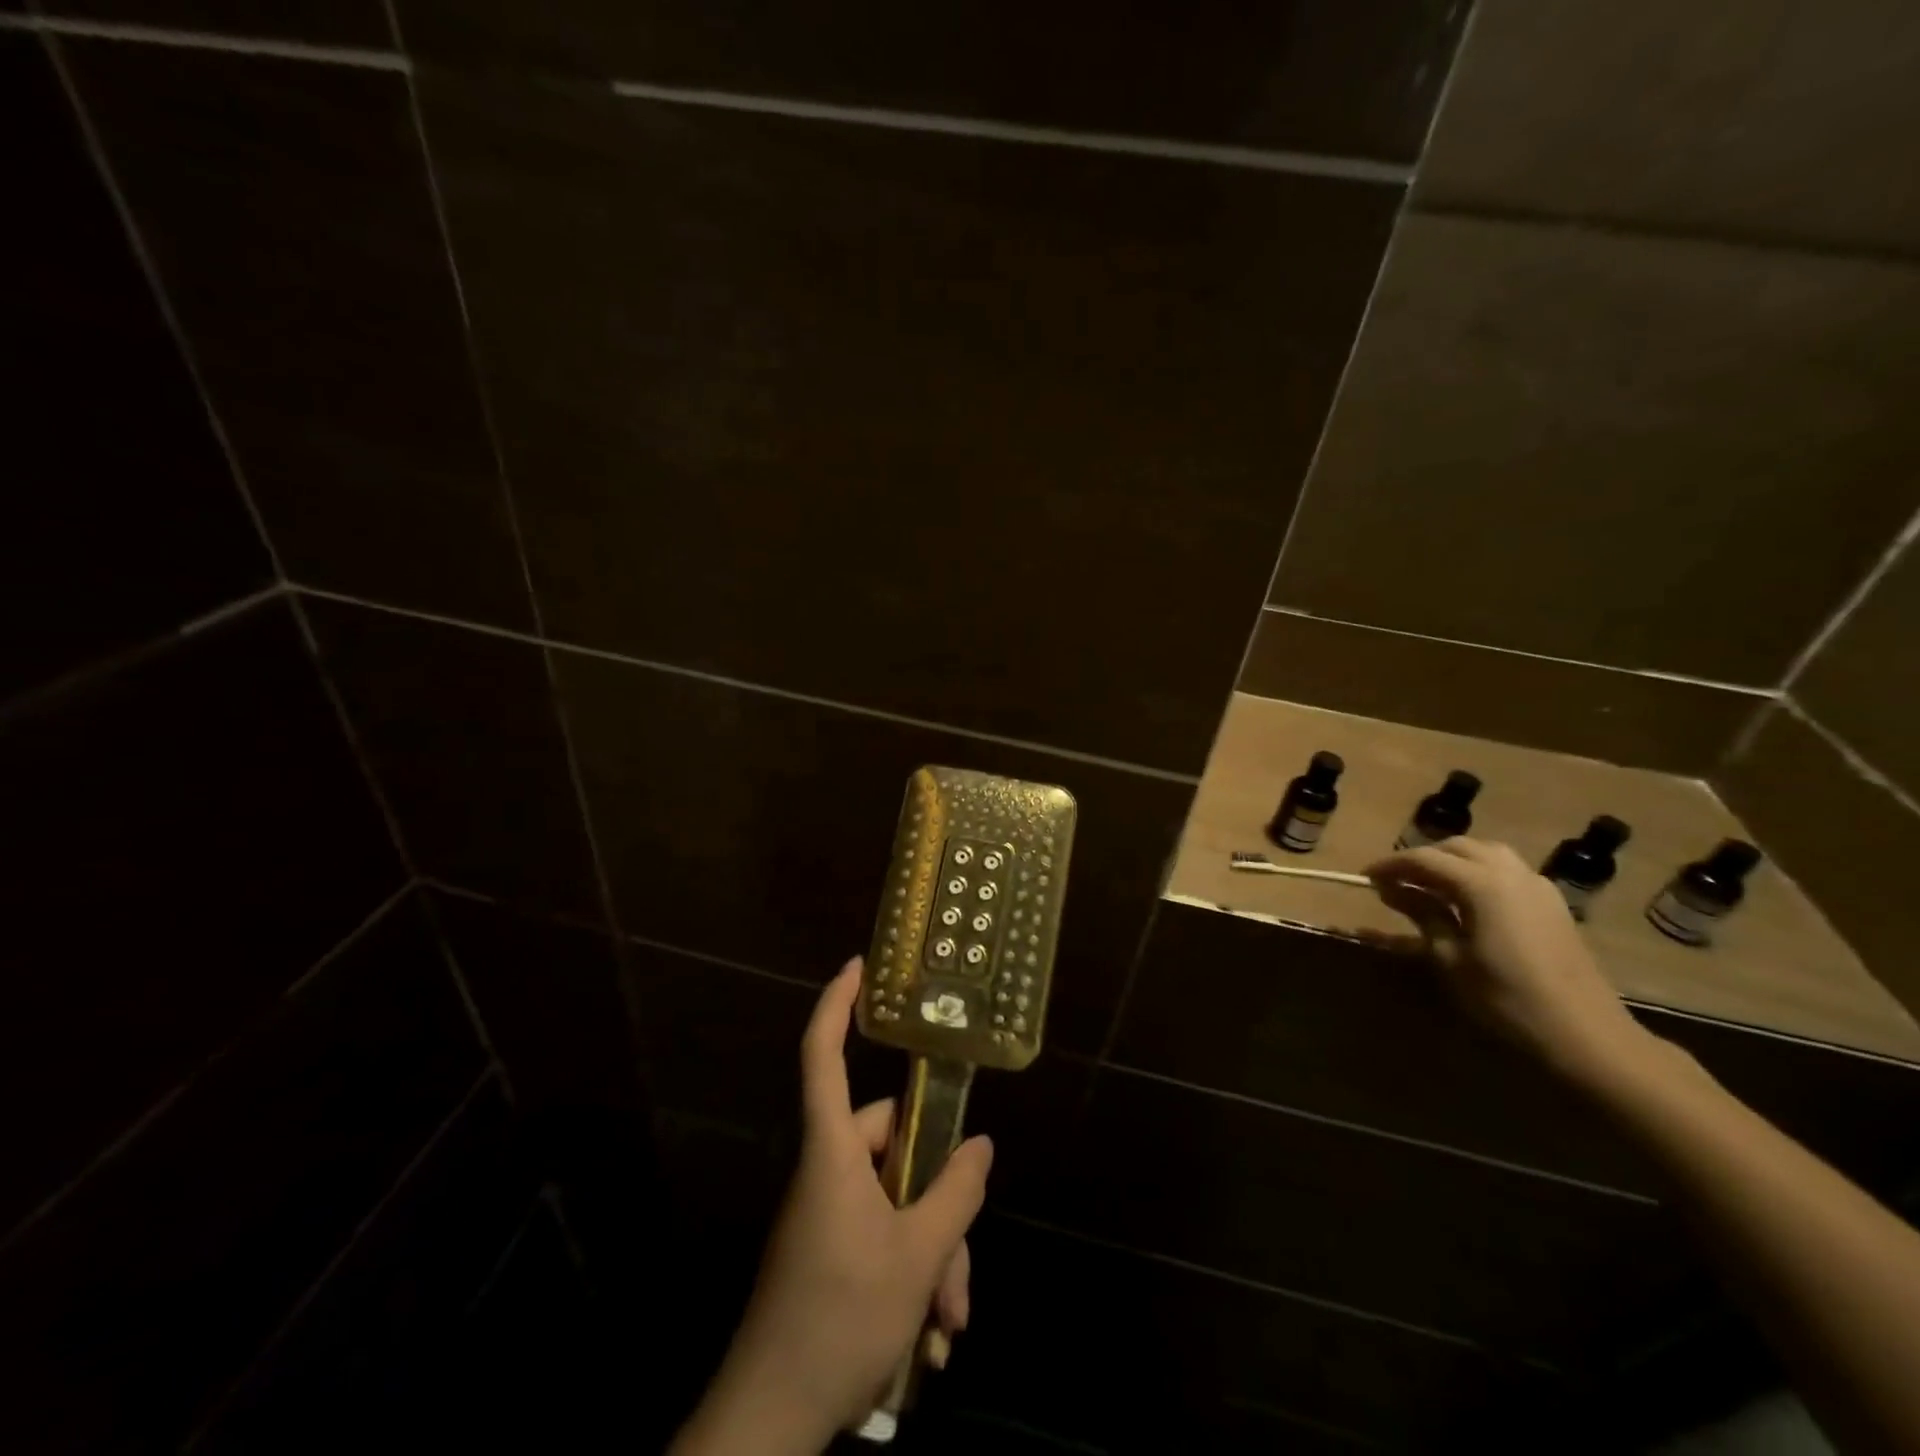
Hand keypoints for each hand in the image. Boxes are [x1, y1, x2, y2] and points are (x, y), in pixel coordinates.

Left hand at [671, 960, 992, 1455]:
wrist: (768, 1426)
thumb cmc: (839, 1319)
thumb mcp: (916, 1257)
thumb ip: (955, 1193)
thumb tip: (980, 1143)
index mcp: (833, 1151)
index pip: (823, 1056)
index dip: (836, 1005)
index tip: (857, 966)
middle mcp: (829, 1170)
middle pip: (893, 1147)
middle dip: (938, 1202)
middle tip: (957, 1270)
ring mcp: (828, 1214)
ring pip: (897, 1201)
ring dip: (932, 1253)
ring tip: (948, 1320)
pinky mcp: (831, 1251)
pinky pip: (883, 1236)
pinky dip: (913, 1274)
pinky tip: (930, 1336)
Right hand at [1365, 838, 1655, 1087]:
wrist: (1585, 1034)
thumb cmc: (1505, 998)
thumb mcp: (1450, 958)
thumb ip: (1421, 914)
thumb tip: (1390, 889)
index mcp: (1481, 883)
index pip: (1424, 859)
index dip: (1391, 865)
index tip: (1365, 877)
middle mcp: (1510, 873)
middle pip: (1457, 848)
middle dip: (1422, 859)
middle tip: (1395, 881)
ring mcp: (1537, 886)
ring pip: (1485, 853)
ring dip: (1452, 861)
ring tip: (1428, 884)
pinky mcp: (1552, 904)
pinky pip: (1507, 871)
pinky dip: (1479, 872)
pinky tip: (1468, 899)